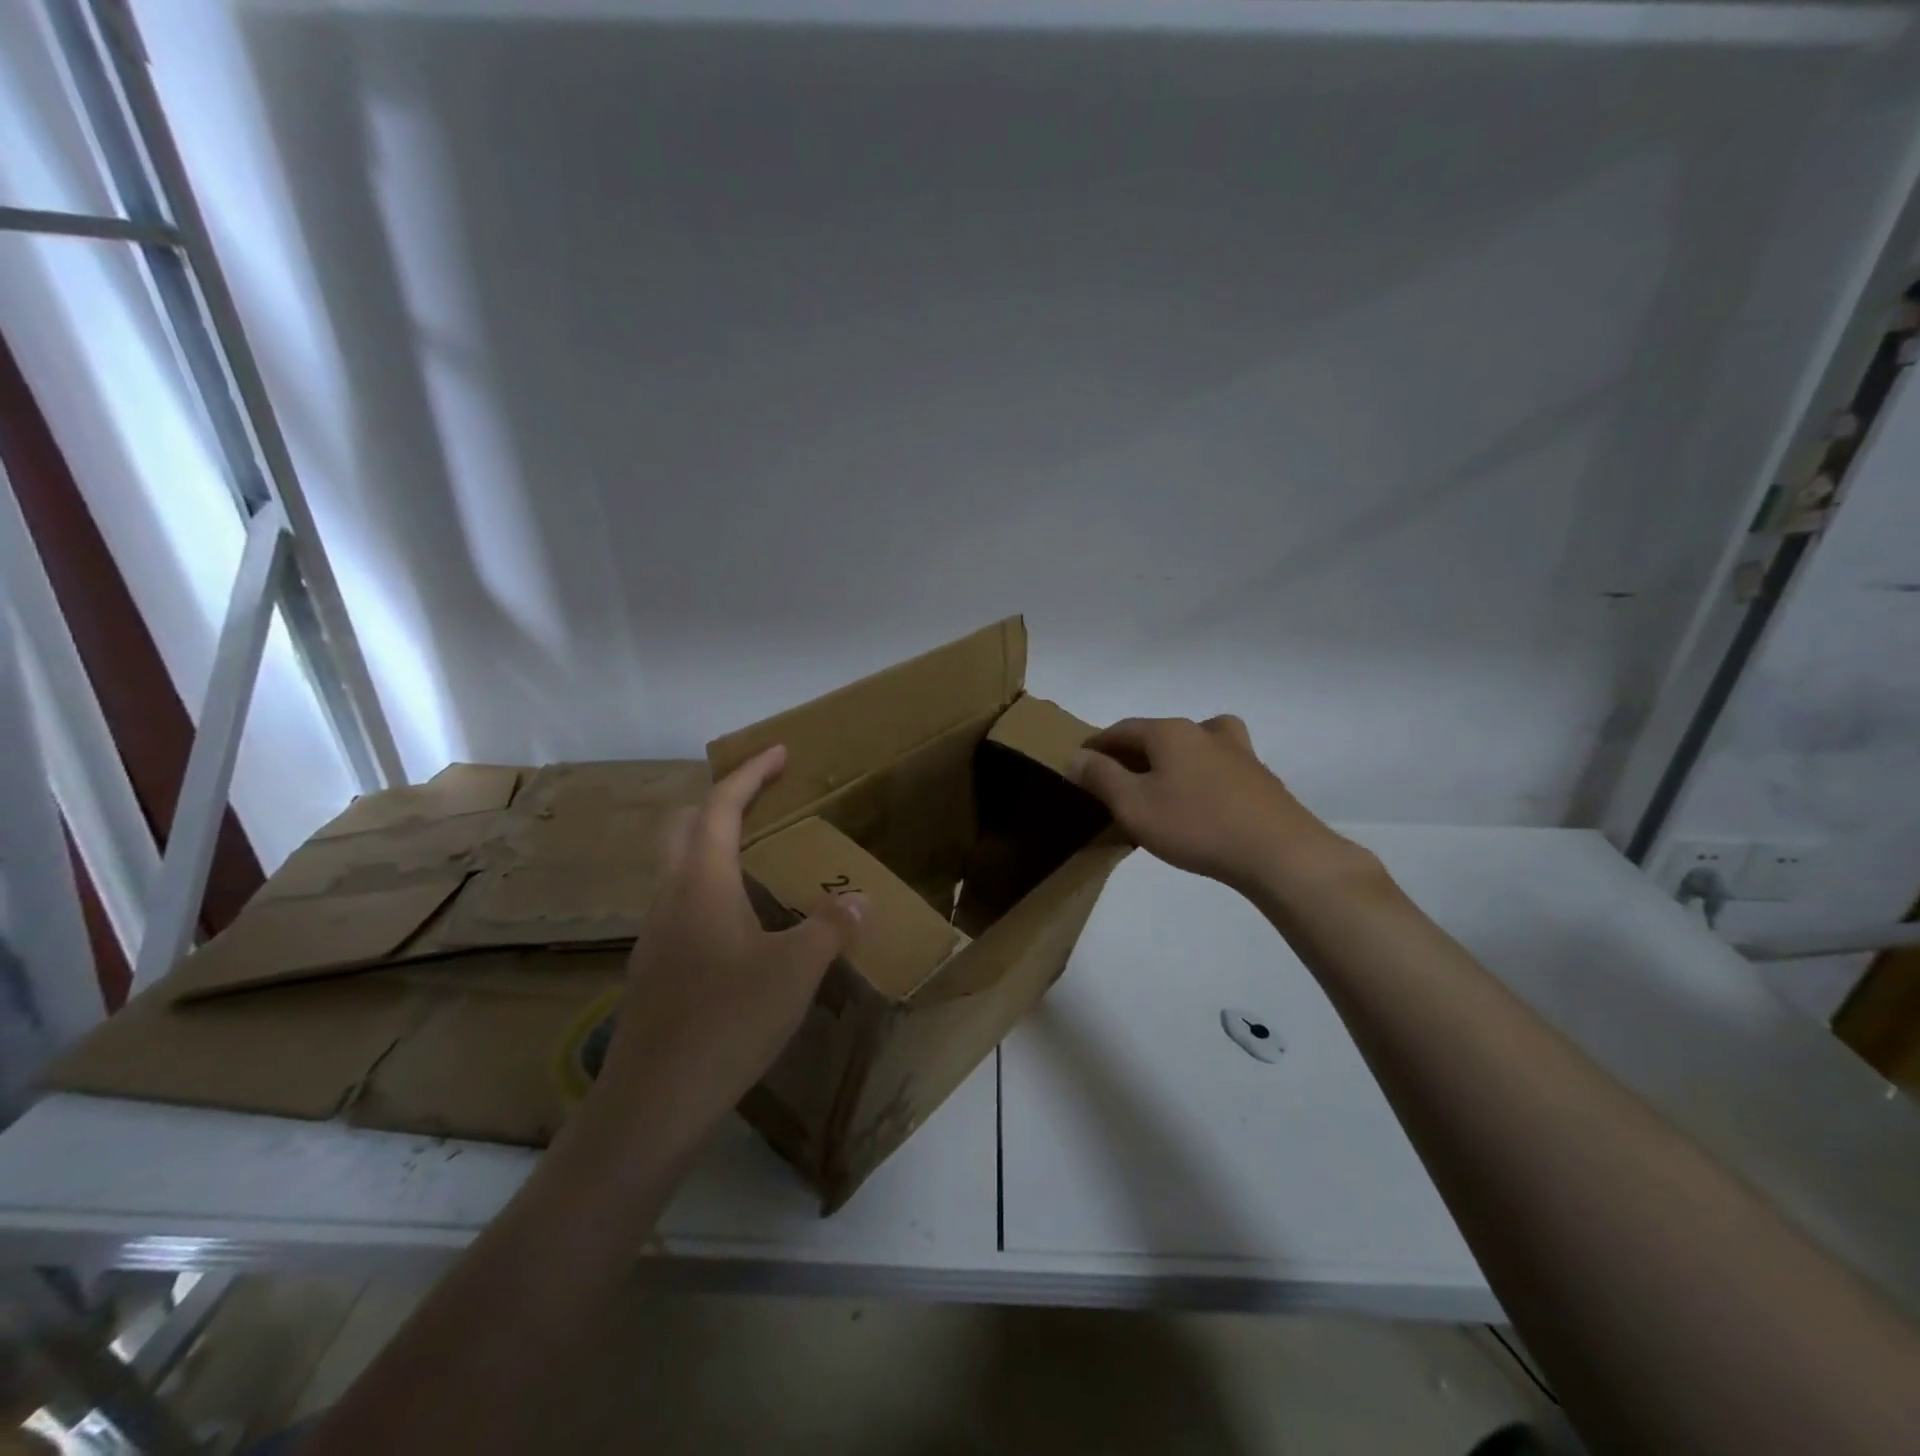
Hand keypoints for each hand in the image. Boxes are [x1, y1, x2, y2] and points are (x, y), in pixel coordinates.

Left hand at [583, 745, 864, 1154]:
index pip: (720, 808)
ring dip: (715, 847)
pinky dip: (712, 889)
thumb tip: (857, 899)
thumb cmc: (729, 1020)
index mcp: (703, 883)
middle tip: (762, 796)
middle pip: (686, 827)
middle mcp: (671, 898)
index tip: (779, 752)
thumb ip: (830, 927)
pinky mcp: (654, 969)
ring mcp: (655, 935)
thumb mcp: (796, 970)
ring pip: (680, 869)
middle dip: (722, 801)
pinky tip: (740, 924)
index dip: (750, 774)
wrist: (655, 1100)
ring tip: (758, 857)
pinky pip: (684, 906)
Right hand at [1069, 715, 1365, 893]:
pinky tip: (1202, 800)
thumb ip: (1101, 777)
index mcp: (1169, 732)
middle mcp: (1203, 731)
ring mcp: (1238, 752)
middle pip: (1158, 733)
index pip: (1122, 729)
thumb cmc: (1195, 825)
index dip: (1098, 745)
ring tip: (1162, 780)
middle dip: (1133, 752)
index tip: (1080, 761)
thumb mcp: (1133, 805)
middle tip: (1115, 778)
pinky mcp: (1260, 778)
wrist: (1278, 852)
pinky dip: (1201, 774)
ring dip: (1173, 757)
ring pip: (1194, 743)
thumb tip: (1076, 757)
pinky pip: (1219, 766)